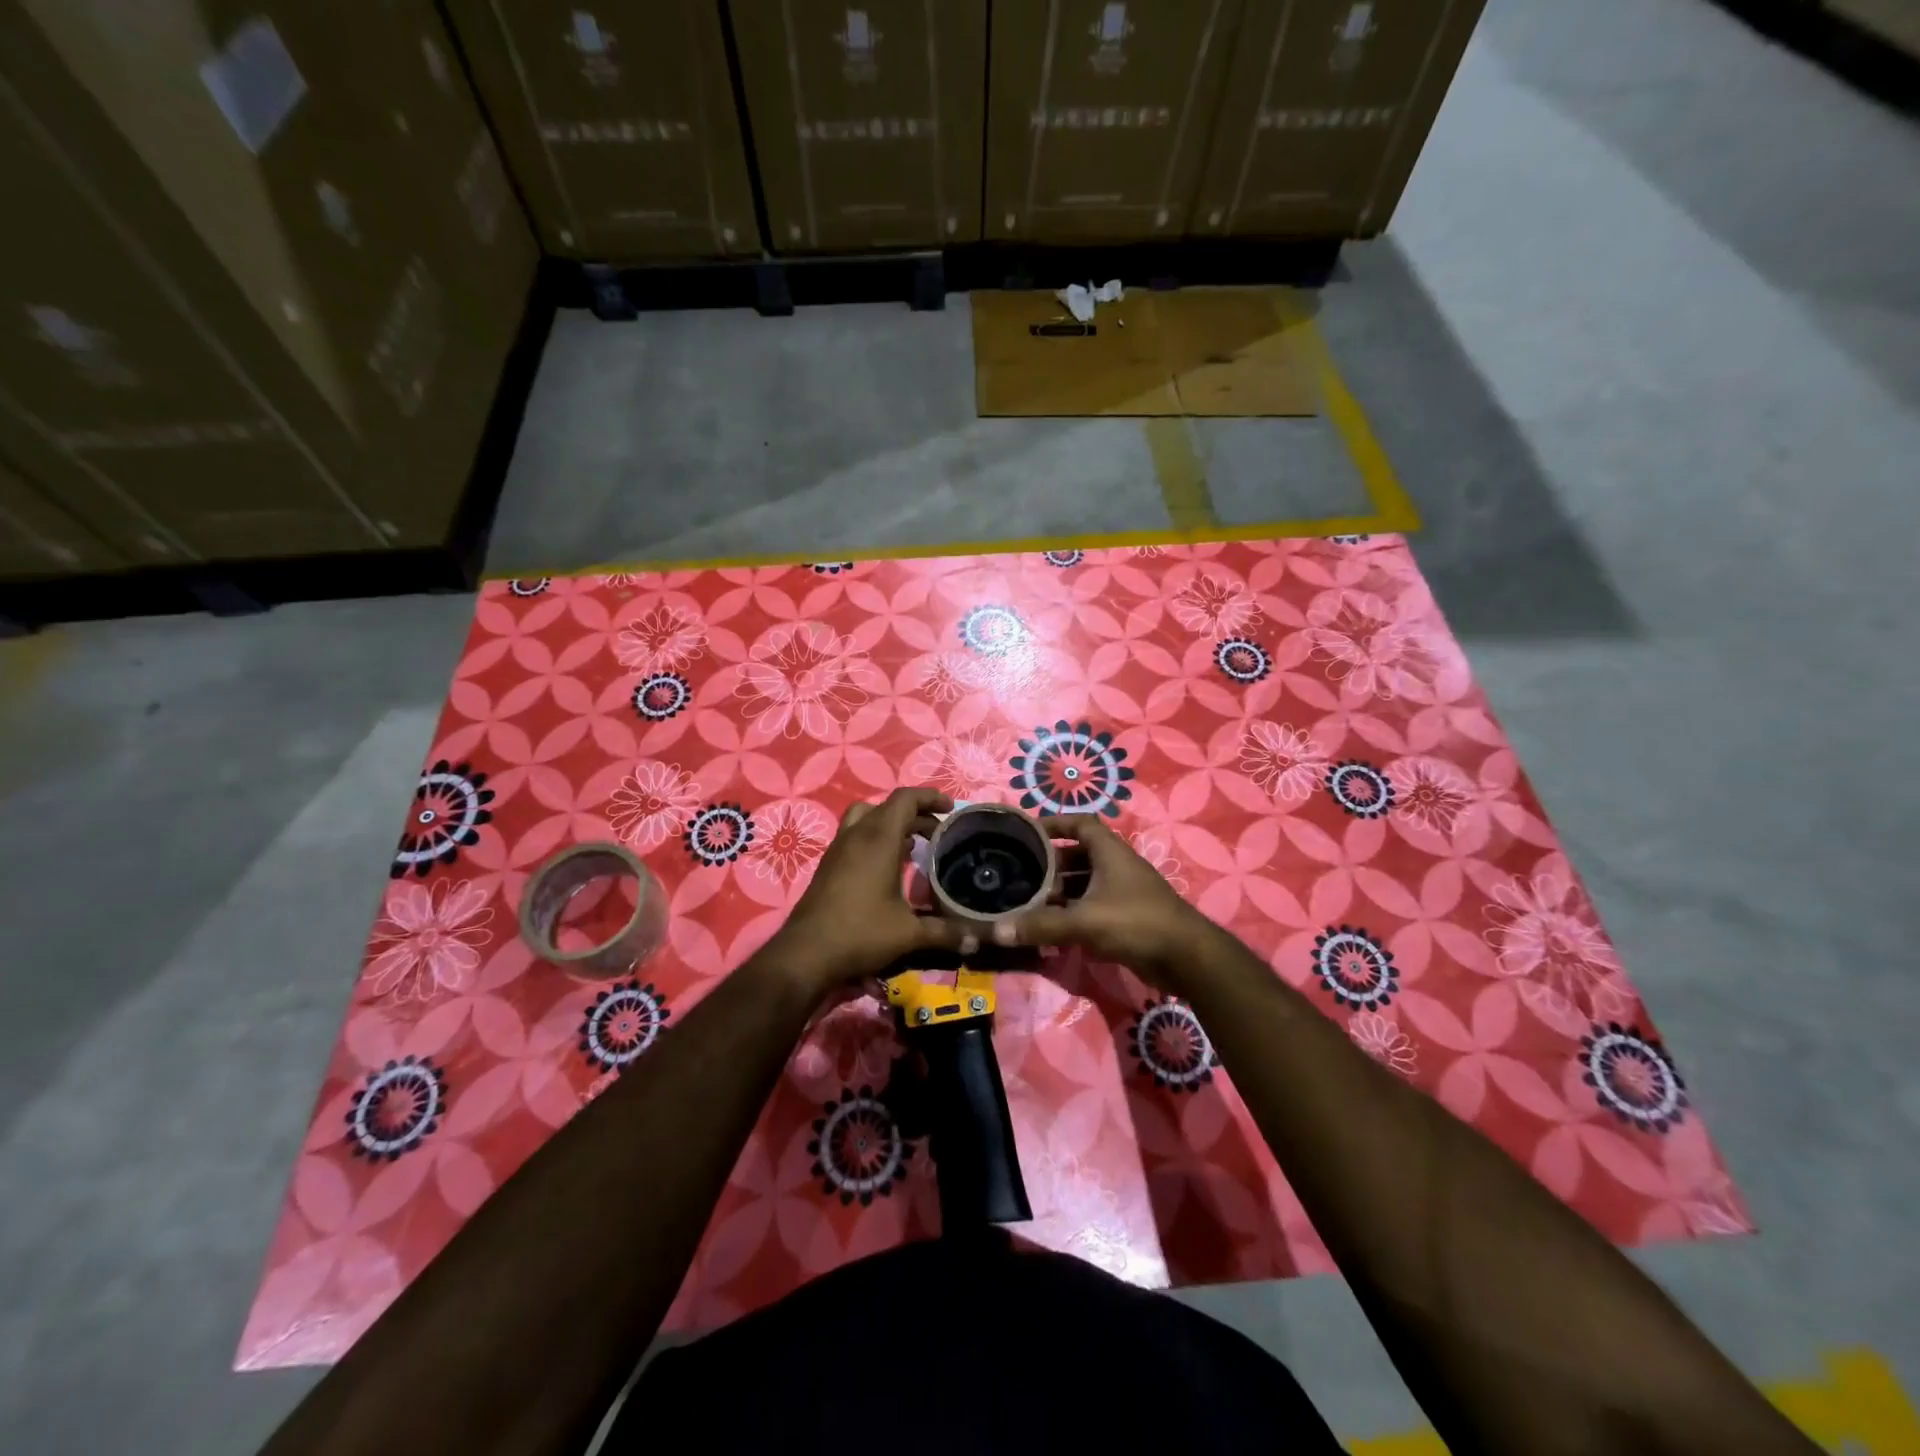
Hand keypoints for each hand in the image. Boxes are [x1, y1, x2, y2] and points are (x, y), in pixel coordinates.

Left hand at [760, 787, 966, 994]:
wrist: (806, 954)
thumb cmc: (860, 933)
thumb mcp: (909, 934)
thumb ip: (946, 932)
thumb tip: (979, 939)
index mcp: (879, 838)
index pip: (905, 798)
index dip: (930, 797)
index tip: (950, 808)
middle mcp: (857, 835)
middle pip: (888, 806)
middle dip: (916, 813)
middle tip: (938, 833)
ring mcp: (838, 848)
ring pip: (867, 817)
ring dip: (892, 823)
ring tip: (913, 845)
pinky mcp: (829, 864)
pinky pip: (855, 835)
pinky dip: (875, 838)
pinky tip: (888, 867)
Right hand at [992, 815, 1214, 987]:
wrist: (1186, 958)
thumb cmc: (1136, 922)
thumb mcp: (1084, 921)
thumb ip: (1041, 925)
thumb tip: (996, 931)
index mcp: (1110, 851)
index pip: (1080, 823)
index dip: (1054, 823)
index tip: (1027, 833)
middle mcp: (1116, 866)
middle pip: (1078, 855)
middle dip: (1050, 864)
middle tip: (1020, 874)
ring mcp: (1123, 892)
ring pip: (1084, 884)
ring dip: (1059, 891)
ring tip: (1029, 902)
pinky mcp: (1126, 917)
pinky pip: (1092, 907)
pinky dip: (1072, 913)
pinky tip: (1051, 928)